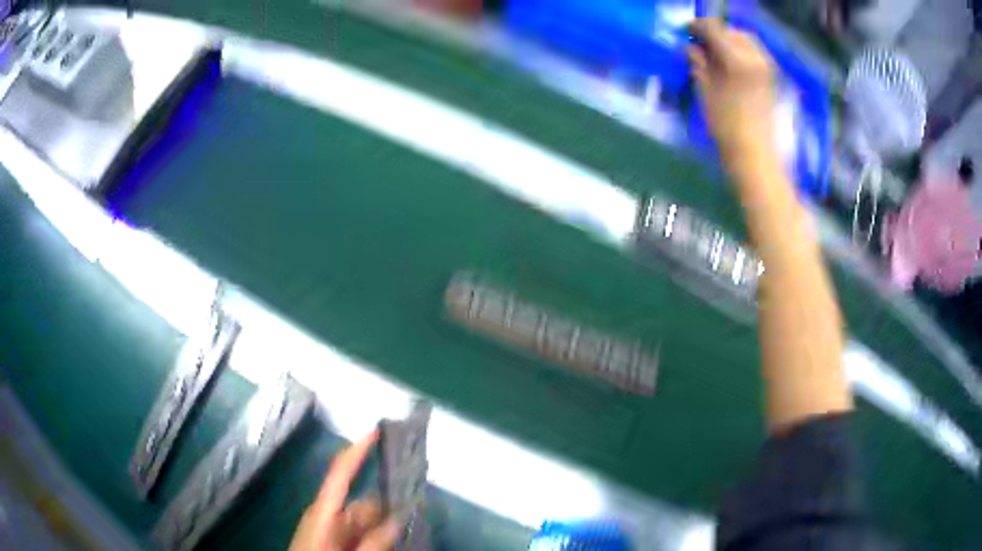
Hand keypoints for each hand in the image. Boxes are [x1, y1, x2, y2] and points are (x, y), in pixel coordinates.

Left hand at [289, 432, 399, 550]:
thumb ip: (373, 540)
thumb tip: (397, 518)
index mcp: (324, 511)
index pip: (341, 473)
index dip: (358, 450)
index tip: (378, 430)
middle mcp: (327, 514)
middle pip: (362, 502)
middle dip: (386, 509)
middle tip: (411, 515)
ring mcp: (329, 528)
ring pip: (363, 520)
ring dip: (382, 527)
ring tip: (401, 534)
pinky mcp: (332, 538)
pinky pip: (358, 532)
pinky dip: (373, 536)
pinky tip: (384, 545)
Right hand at [688, 19, 777, 161]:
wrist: (755, 154)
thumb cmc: (726, 127)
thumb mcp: (705, 93)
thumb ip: (699, 64)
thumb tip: (691, 48)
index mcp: (737, 60)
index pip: (714, 30)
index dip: (698, 27)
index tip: (686, 30)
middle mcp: (755, 58)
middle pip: (733, 31)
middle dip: (716, 32)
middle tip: (700, 41)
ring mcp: (766, 68)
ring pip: (746, 40)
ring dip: (729, 40)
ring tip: (715, 51)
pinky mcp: (771, 78)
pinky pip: (755, 53)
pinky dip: (741, 50)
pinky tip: (730, 61)